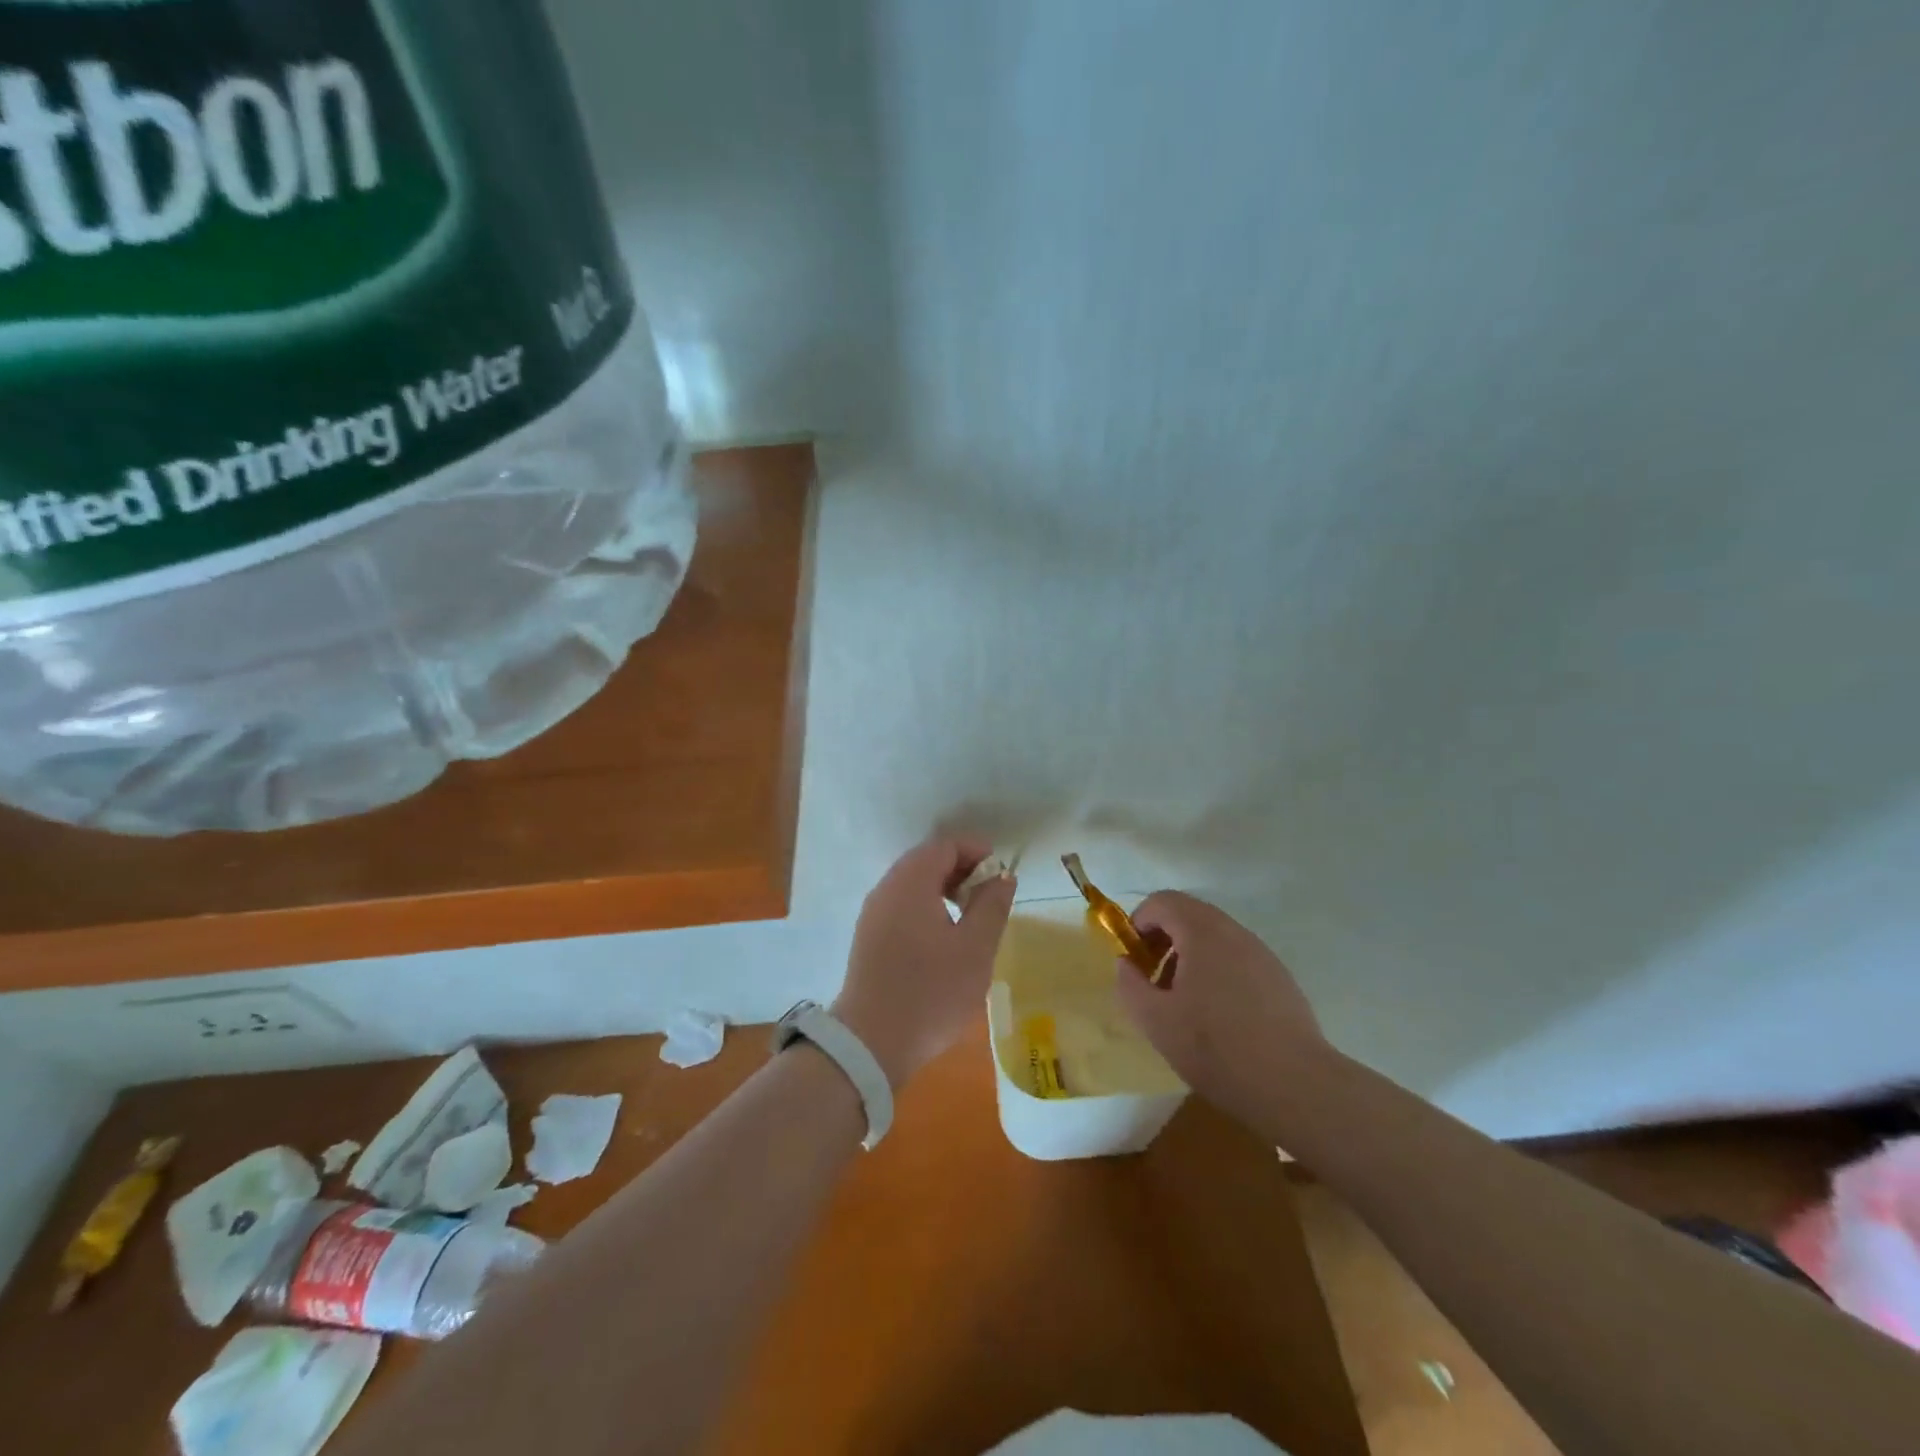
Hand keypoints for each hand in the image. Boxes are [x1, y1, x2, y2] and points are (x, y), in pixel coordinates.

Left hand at [833, 837, 1015, 1089]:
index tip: (1000, 874)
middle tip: (989, 896)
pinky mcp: (869, 938)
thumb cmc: (931, 991)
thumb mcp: (975, 949)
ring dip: (945, 890)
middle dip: (962, 870)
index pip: (945, 846)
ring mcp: (873, 914)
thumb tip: (1001, 878)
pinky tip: (944, 938)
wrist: (870, 1043)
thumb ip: (991, 906)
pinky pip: (902, 905)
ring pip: (913, 884)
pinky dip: (927, 907)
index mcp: (910, 882)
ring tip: (971, 917)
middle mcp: (886, 889)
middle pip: (926, 861)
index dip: (976, 852)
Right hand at [1114, 891, 1331, 1137]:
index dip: (1138, 924)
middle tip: (1154, 981)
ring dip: (1190, 958)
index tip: (1133, 960)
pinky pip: (1237, 959)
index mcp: (1202, 932)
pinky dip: (1216, 973)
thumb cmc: (1216, 1047)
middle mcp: (1234, 932)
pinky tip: (1219, 1018)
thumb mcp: (1155, 1021)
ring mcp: (1261, 954)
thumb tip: (1126, 964)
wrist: (1295, 1085)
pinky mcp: (1279, 978)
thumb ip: (1130, 984)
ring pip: (1214, 938)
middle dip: (1163, 941)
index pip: (1162, 902)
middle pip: (1189, 916)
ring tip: (1184, 1005)